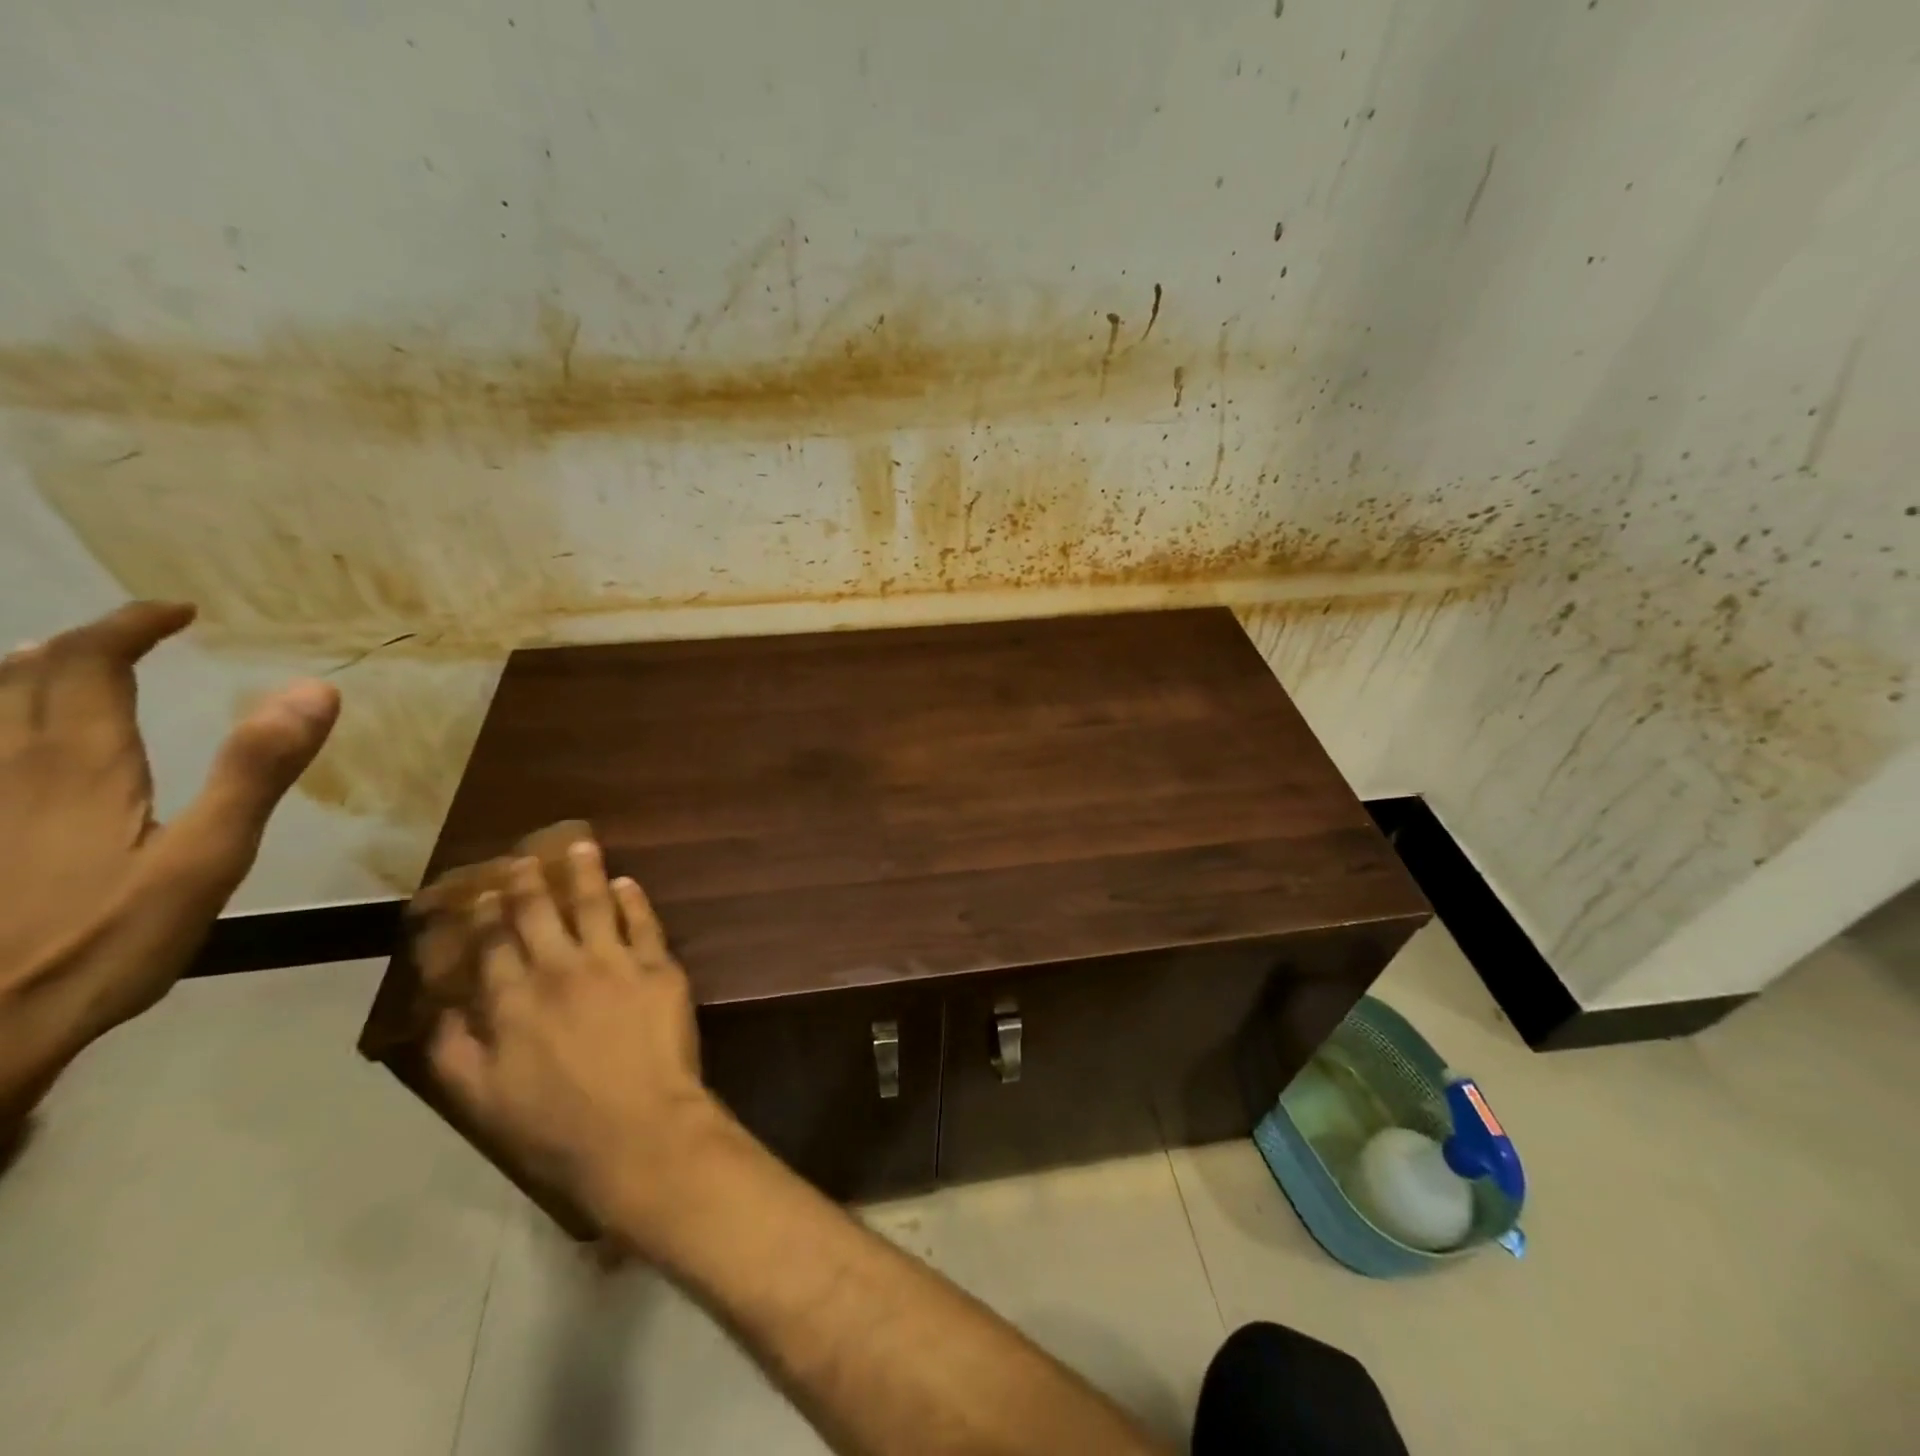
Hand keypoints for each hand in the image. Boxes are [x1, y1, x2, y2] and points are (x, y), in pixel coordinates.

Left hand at [0, 601, 338, 1119]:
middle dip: (76, 645)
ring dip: (22, 677)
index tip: (178, 613)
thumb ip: (256, 771)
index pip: (88, 663)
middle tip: (129, 640)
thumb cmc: (100, 944)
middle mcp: (7, 767)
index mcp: (77, 765)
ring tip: (63, 674)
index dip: (130, 626)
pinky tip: (19, 752)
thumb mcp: (205, 859)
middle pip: (20, 677)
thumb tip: (314, 688)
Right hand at [425, 840, 719, 1244]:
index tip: (480, 894)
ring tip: (581, 844)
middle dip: (528, 883)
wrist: (639, 1131)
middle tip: (524, 859)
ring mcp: (614, 963)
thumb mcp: (480, 1102)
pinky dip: (634, 899)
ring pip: (595, 904)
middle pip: (540, 914)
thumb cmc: (555, 1128)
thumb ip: (453, 1052)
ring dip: (585, 872)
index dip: (484, 918)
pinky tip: (628, 883)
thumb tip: (438, 1010)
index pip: (492, 946)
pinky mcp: (659, 967)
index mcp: (512, 1002)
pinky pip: (645, 923)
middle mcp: (560, 970)